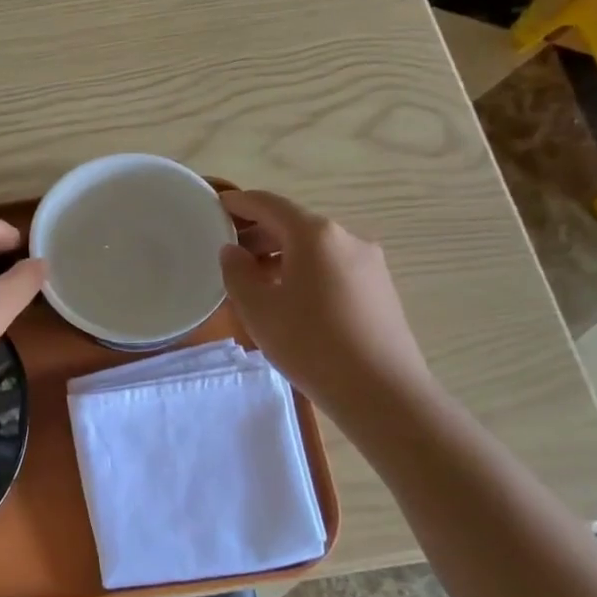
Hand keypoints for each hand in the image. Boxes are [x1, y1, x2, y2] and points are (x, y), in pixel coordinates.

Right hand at [219, 190, 429, 411]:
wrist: (383, 393)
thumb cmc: (311, 345)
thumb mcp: (259, 309)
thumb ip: (237, 273)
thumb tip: (233, 252)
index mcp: (315, 234)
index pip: (268, 204)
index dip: (238, 203)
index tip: (214, 208)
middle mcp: (346, 238)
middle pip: (293, 224)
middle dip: (258, 233)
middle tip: (228, 252)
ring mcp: (368, 263)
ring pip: (314, 248)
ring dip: (281, 255)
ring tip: (255, 281)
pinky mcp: (379, 288)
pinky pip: (332, 267)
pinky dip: (304, 271)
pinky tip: (290, 299)